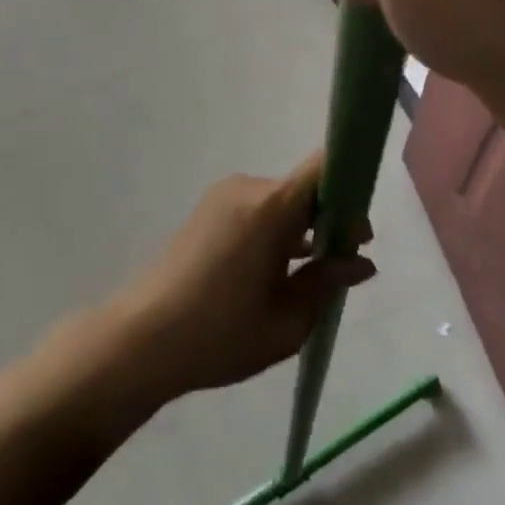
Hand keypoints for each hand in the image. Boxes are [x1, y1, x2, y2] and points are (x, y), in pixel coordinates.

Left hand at [109, 153, 374, 401]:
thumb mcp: (287, 320)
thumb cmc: (221, 333)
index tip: (361, 232)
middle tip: (342, 267)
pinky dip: (276, 231)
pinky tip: (278, 272)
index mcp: (271, 206)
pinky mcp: (208, 210)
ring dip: (301, 229)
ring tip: (312, 277)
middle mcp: (248, 188)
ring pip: (280, 202)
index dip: (351, 189)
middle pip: (303, 189)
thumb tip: (362, 262)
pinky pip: (256, 210)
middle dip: (330, 219)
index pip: (323, 167)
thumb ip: (328, 283)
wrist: (142, 337)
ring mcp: (224, 196)